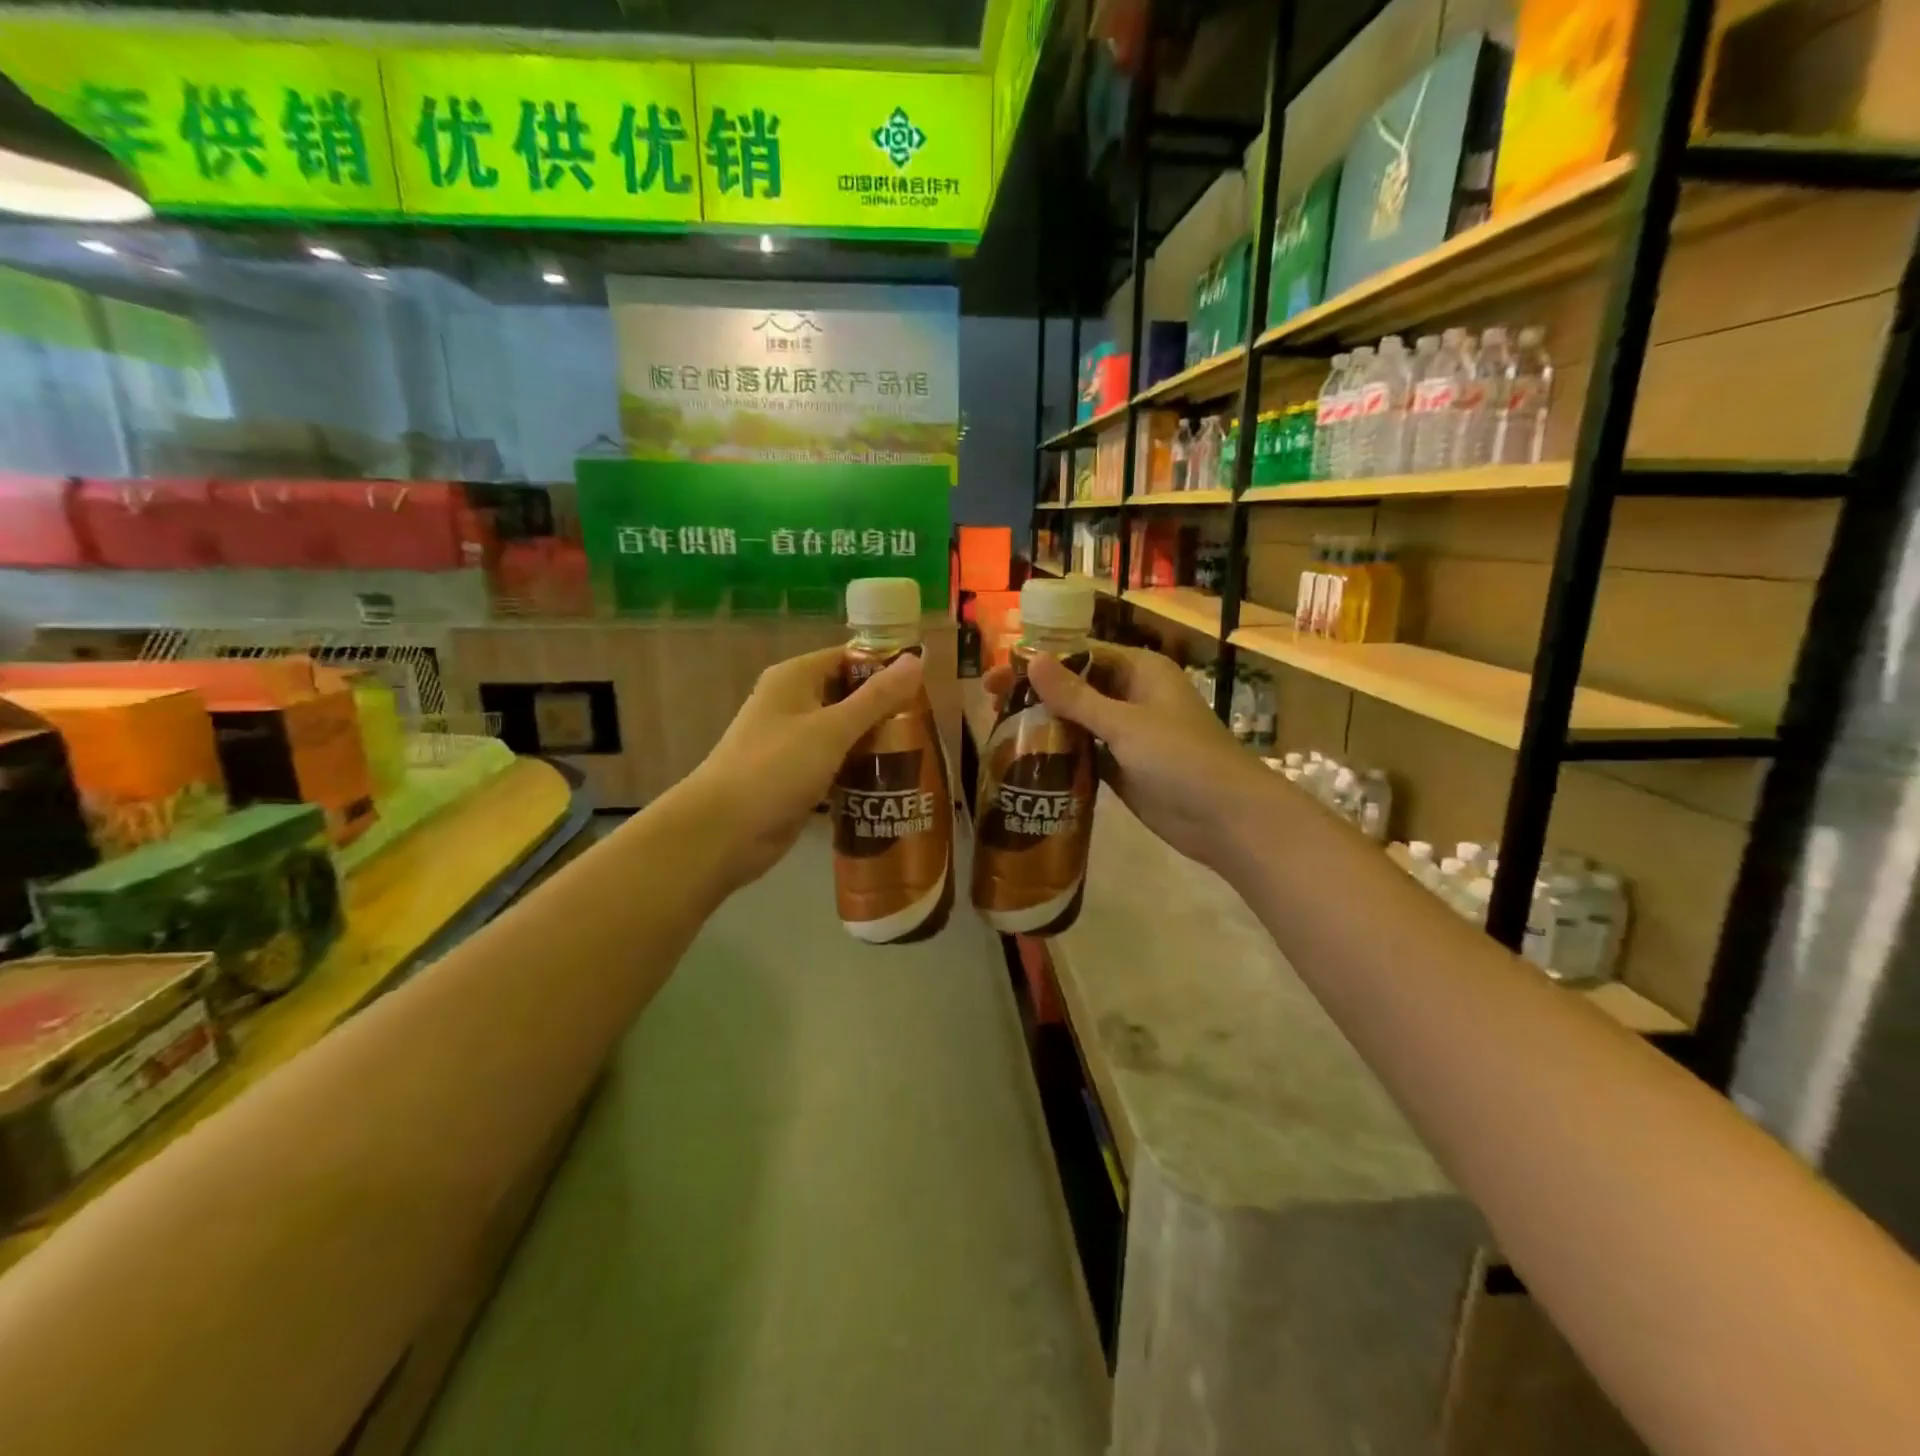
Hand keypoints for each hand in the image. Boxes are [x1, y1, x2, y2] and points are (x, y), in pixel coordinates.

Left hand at [682, 646, 926, 890]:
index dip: (885, 666)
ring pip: (843, 731)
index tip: (924, 683)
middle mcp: (792, 702)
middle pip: (848, 694)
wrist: (724, 831)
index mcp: (795, 678)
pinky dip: (858, 767)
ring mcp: (792, 741)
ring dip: (874, 740)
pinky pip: (835, 762)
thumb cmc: (776, 768)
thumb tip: (916, 660)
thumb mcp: (832, 729)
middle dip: (884, 707)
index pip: (848, 657)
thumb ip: (876, 698)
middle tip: (927, 722)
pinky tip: (891, 779)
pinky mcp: (796, 775)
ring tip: (918, 750)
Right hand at [983, 644, 1272, 870]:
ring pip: (1077, 721)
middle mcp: (1132, 696)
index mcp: (1140, 671)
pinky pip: (1084, 752)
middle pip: (1075, 687)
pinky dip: (1060, 754)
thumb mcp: (1125, 724)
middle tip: (991, 705)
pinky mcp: (1123, 767)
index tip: (998, 676)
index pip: (1079, 656)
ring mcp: (1128, 734)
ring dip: (1045, 724)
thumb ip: (1076, 696)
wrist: (1226, 819)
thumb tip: (1031, 659)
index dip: (1038, 663)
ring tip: (1000, 731)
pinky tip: (1026, 760)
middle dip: (1036, 694)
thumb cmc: (1182, 760)